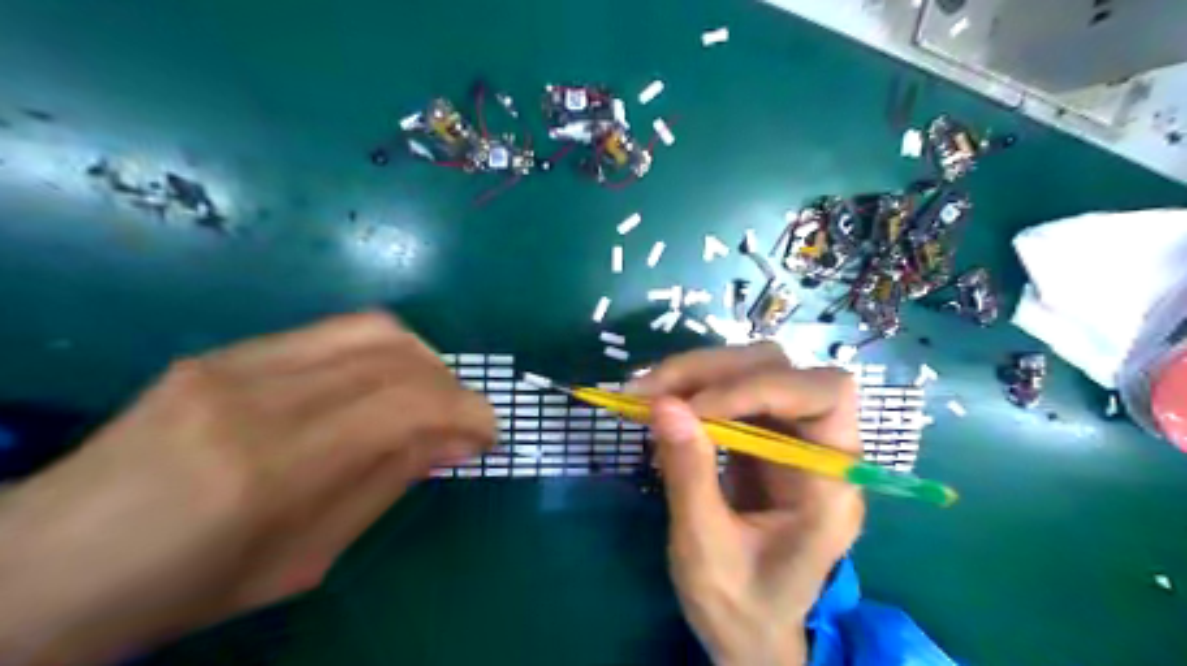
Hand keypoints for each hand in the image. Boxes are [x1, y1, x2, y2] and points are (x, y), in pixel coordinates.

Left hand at [1, 313, 494, 664]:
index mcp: (270, 467)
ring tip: (433, 398)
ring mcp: (232, 362)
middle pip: (395, 356)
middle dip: (451, 385)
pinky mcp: (223, 351)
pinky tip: (383, 385)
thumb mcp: (303, 559)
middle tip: (465, 420)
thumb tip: (452, 441)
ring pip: (370, 328)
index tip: (490, 434)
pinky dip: (381, 353)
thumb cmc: (180, 590)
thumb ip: (384, 484)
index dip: (465, 411)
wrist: (40, 567)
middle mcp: (254, 396)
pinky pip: (332, 333)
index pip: (403, 405)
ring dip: (423, 359)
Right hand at [629, 343, 863, 664]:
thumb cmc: (739, 605)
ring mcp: (790, 438)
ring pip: (753, 370)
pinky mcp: (762, 436)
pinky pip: (730, 392)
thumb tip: (662, 404)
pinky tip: (659, 405)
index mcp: (831, 485)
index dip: (759, 387)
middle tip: (650, 389)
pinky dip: (692, 390)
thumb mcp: (705, 548)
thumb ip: (689, 474)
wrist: (749, 630)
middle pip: (782, 369)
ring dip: (696, 373)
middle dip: (713, 371)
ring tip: (644, 393)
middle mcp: (820, 448)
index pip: (823, 396)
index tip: (693, 408)